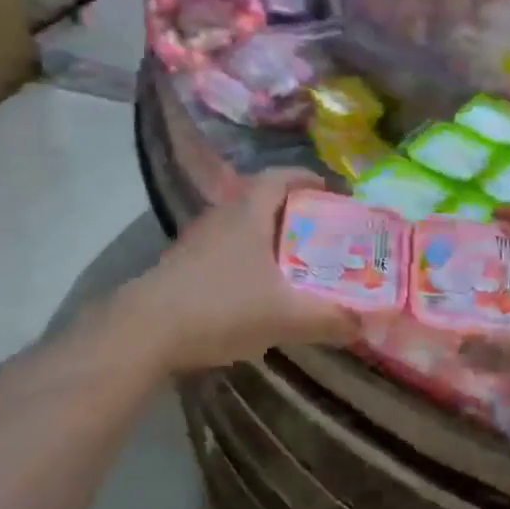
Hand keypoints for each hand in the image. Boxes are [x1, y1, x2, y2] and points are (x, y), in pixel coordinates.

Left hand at [122, 169, 360, 373]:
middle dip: (294, 213)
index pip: (281, 177)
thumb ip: (329, 319)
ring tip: (295, 263)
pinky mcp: (182, 266)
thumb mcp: (285, 315)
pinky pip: (225, 251)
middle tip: (322, 233)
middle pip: (262, 201)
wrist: (146, 331)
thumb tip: (364, 323)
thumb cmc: (222, 306)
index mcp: (249, 212)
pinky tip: (257, 291)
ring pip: (242, 228)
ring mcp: (197, 240)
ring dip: (268, 239)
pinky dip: (247, 261)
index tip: (332, 191)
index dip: (308, 179)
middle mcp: (222, 216)